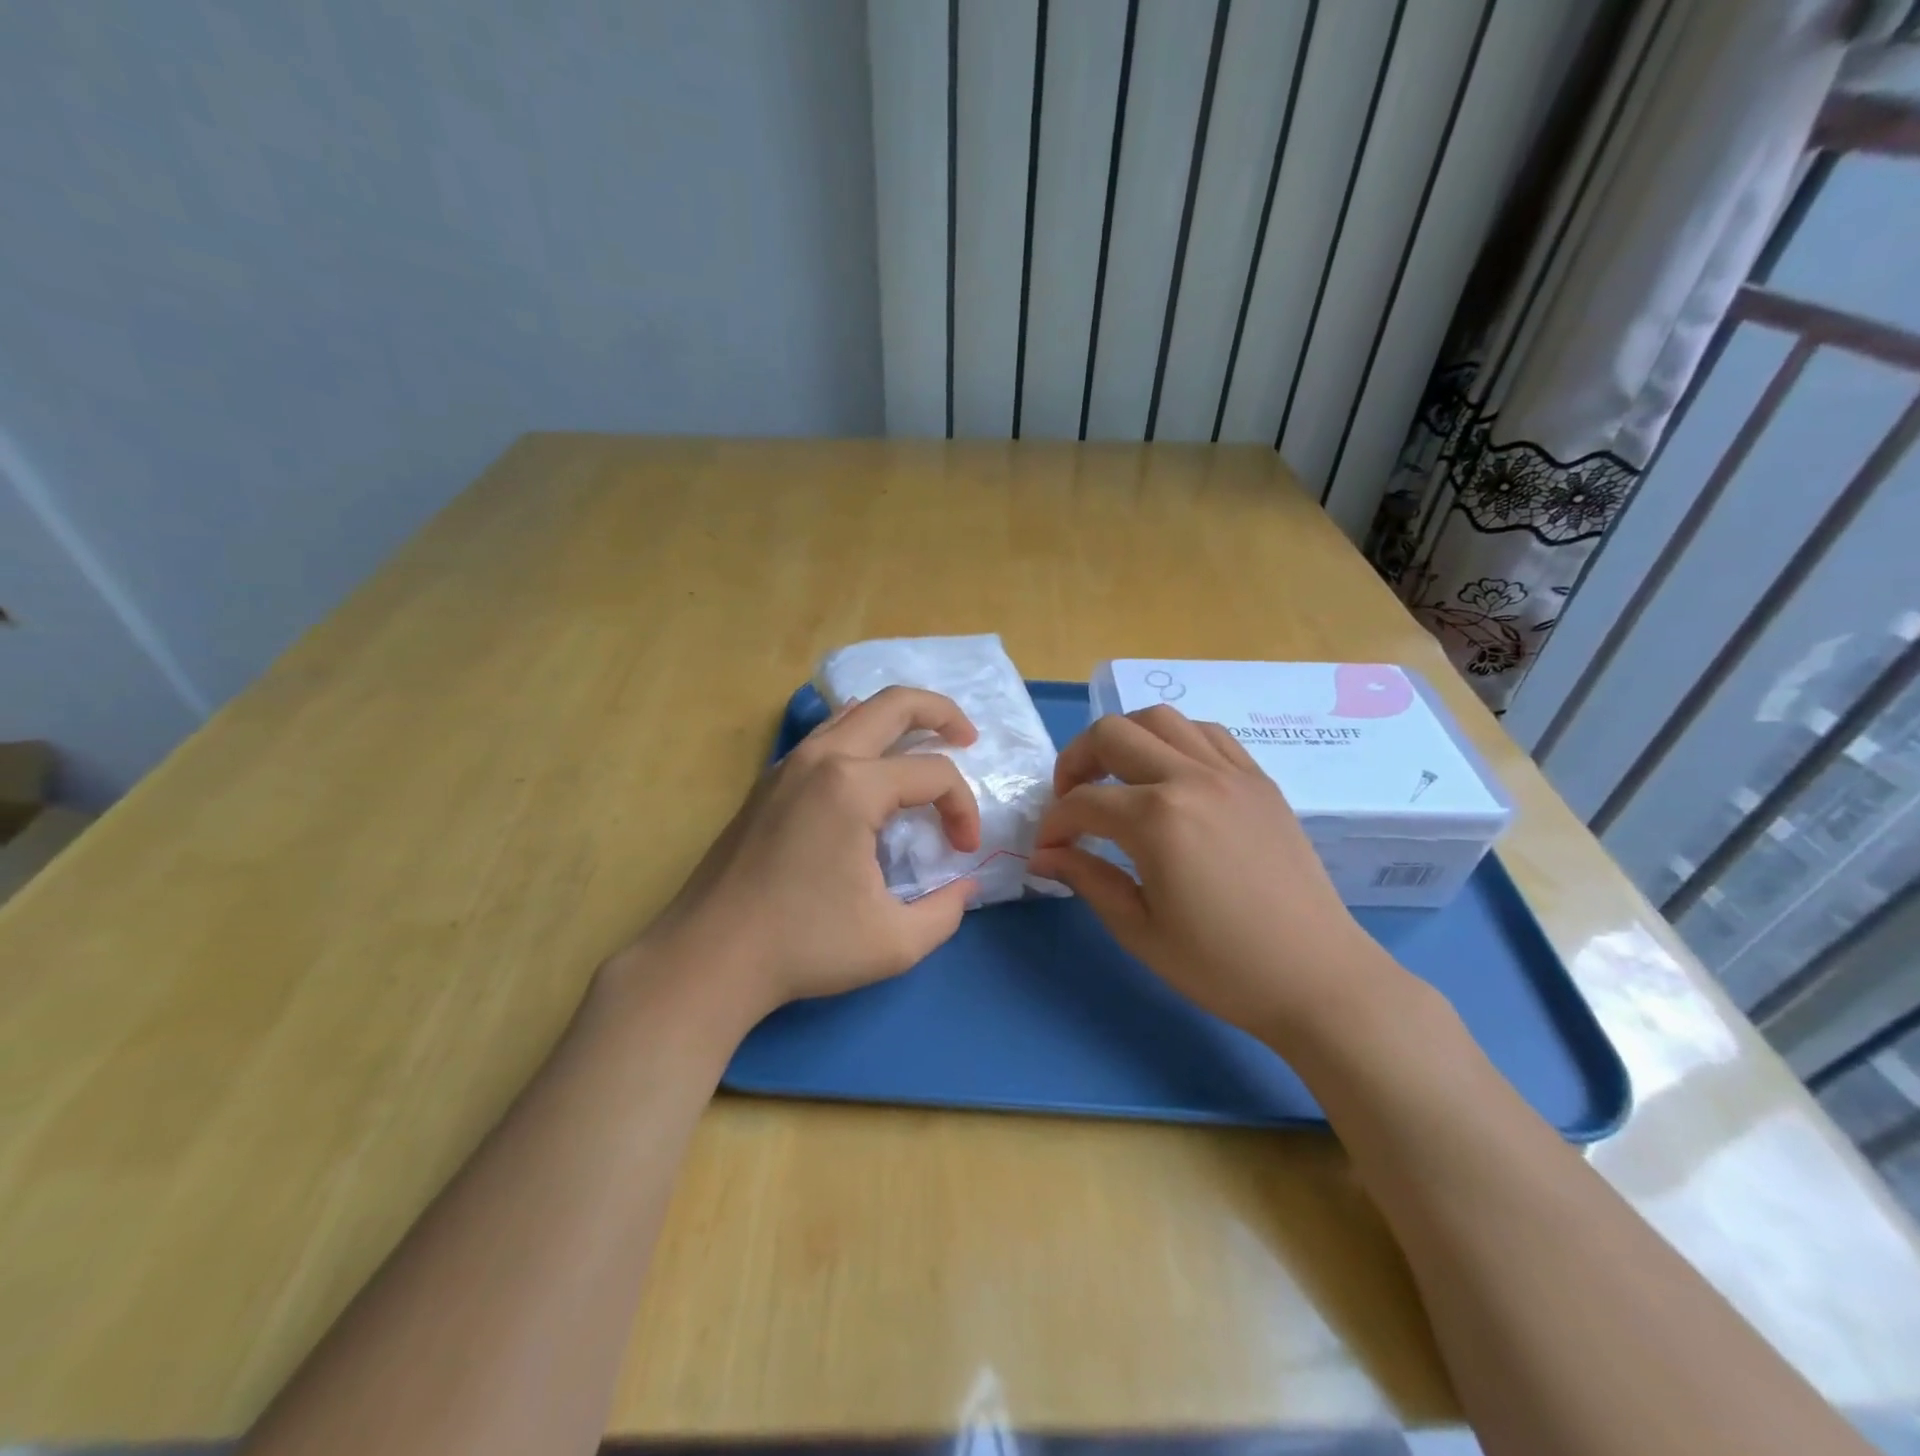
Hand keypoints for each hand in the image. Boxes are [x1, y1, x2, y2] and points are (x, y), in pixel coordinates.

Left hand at [628, 687, 982, 1023]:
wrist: (709, 957)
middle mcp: (821, 759)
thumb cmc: (804, 947)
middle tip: (969, 738)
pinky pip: (826, 735)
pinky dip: (860, 735)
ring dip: (897, 718)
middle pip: (894, 704)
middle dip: (941, 713)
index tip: (963, 851)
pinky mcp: (768, 781)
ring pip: (854, 711)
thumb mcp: (895, 942)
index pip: (933, 774)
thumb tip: (965, 886)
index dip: (963, 808)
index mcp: (853, 788)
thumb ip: (946, 912)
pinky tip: (870, 768)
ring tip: (925, 742)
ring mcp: (788, 764)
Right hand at [1028, 705, 1404, 1045]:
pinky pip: (1207, 733)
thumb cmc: (1221, 966)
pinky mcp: (1259, 780)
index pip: (1082, 803)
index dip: (1053, 825)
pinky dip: (1174, 740)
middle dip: (1075, 761)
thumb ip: (1086, 879)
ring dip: (1124, 739)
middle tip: (1070, 800)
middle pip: (1113, 734)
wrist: (1317, 978)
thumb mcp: (1139, 929)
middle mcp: (1191, 779)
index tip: (1047, 850)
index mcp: (1158, 820)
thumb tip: (1043, 856)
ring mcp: (1231, 773)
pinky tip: (1169, 775)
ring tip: (1115, 777)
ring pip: (1161, 719)